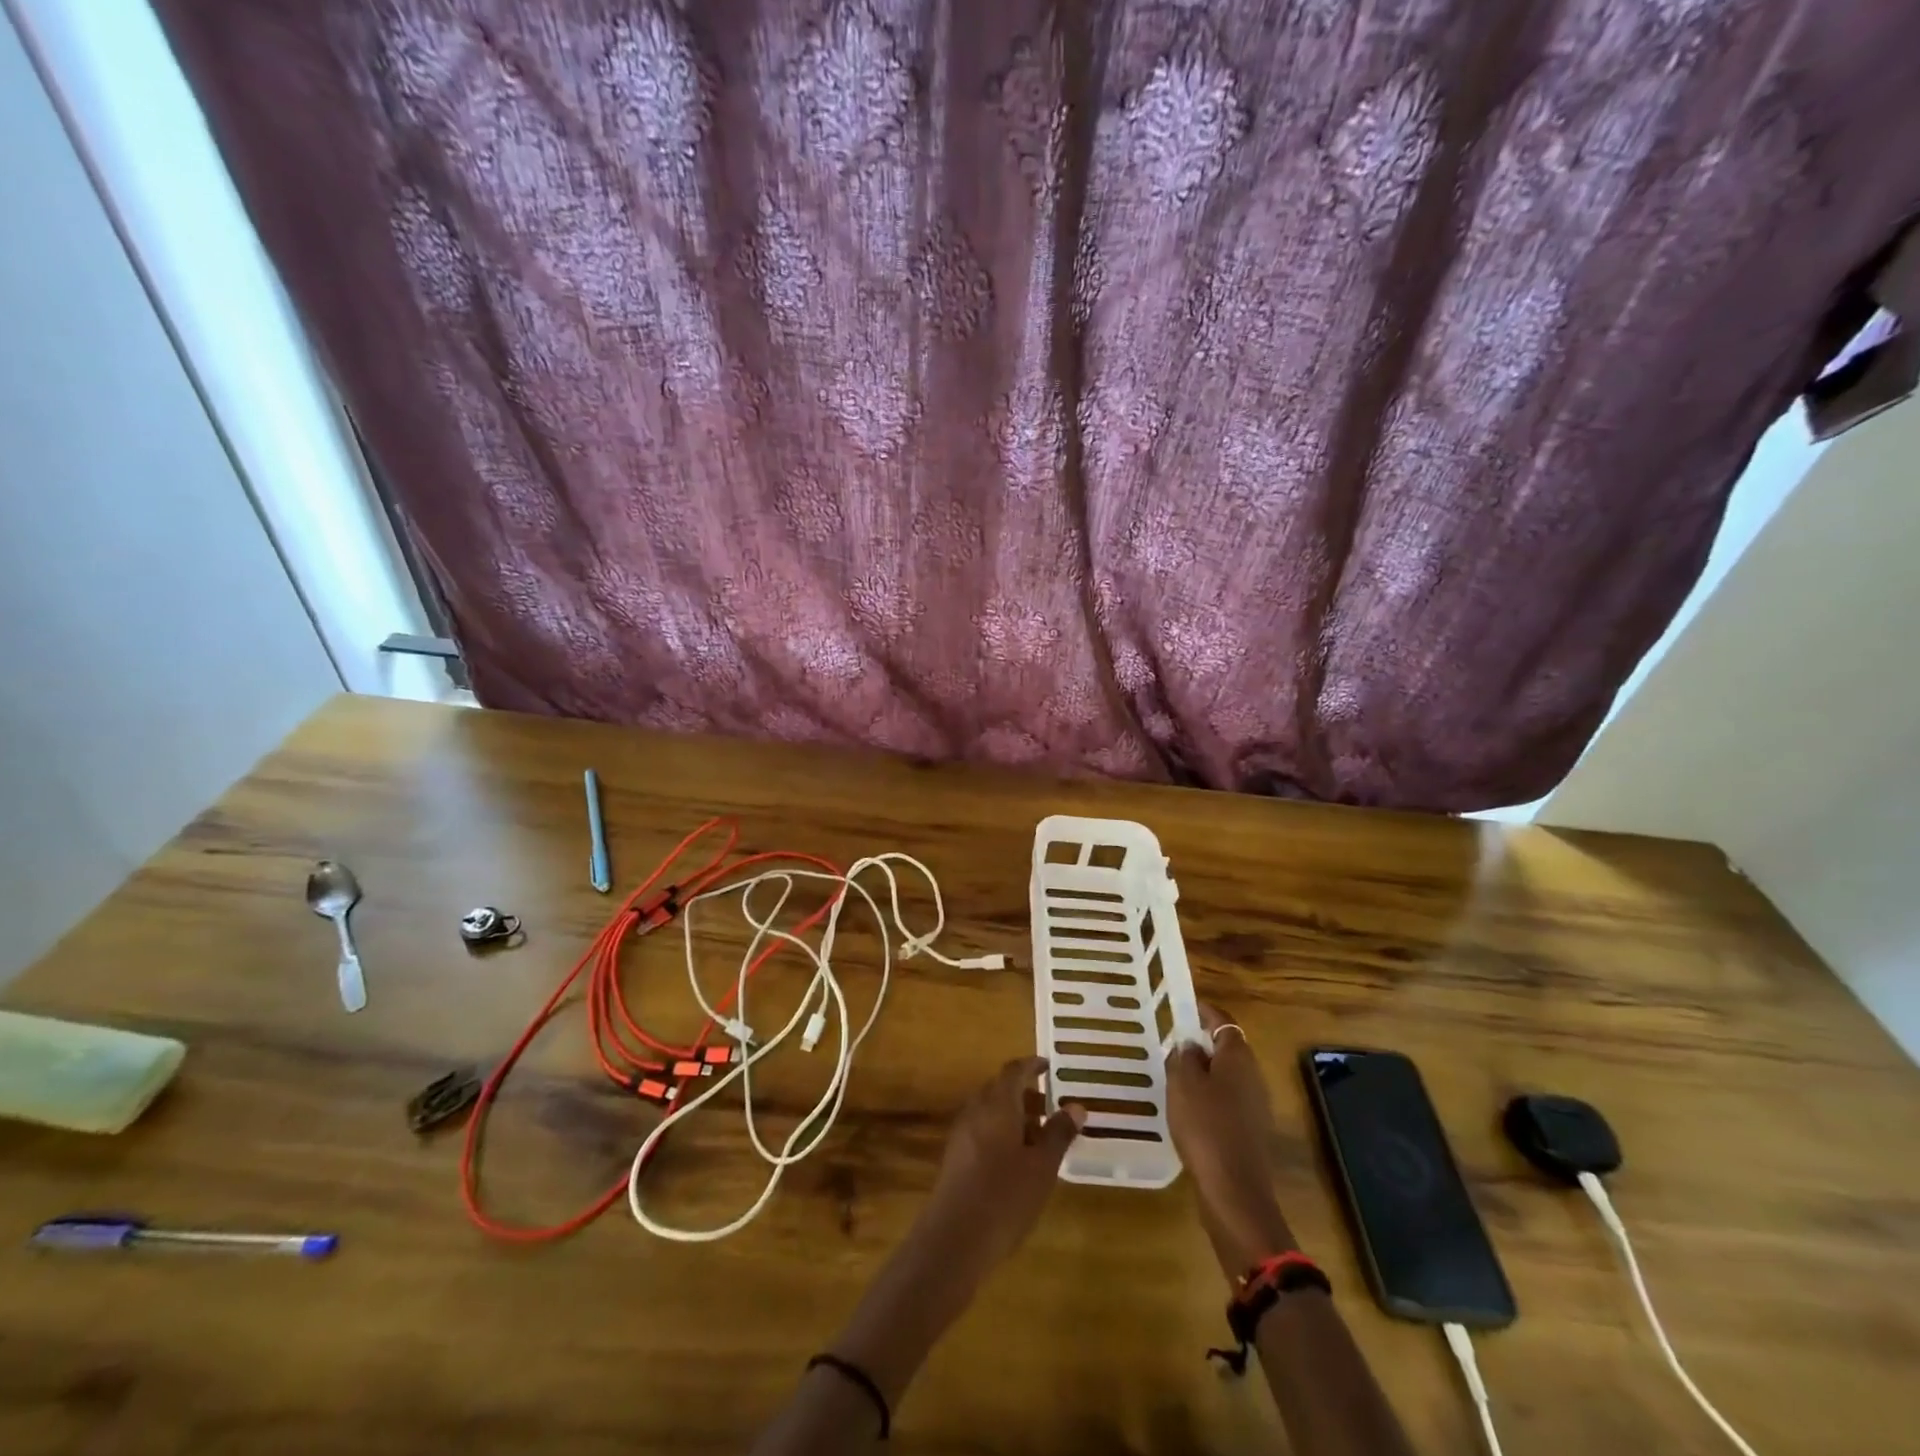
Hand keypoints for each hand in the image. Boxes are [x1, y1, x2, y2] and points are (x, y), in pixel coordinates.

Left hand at [916, 1056, 1084, 1278]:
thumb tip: (1076, 1105)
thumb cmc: (1005, 1196)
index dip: (1031, 1065)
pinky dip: (999, 1132)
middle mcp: (976, 1110)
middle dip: (1023, 1092)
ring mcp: (961, 1133)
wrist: (954, 1238)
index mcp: (997, 1104)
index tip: (1048, 1066)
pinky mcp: (954, 1157)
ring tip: (1038, 1137)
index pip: (1014, 1071)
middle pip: (999, 1089)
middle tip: (1049, 1107)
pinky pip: (980, 1130)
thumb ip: (1058, 1133)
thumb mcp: (1042, 1167)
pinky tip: (1015, 1160)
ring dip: (1012, 1114)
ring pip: (989, 1111)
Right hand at [1167, 1004, 1297, 1271]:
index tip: (1184, 1007)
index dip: (1204, 1012)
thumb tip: (1190, 1045)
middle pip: (1228, 1049)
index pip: (1223, 1021)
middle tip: (1173, 1044)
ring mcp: (1257, 1106)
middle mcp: (1253, 1076)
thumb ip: (1184, 1057)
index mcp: (1238, 1057)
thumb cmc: (1205, 1127)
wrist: (1234, 1190)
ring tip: (1176, 1077)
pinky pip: (1229, 1102)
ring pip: (1228, 1077)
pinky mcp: (1252, 1132)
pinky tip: (1189, 1111)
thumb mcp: (1182, 1084)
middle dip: (1202, 1044)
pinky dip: (1211, 1098)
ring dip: (1205, 1073)